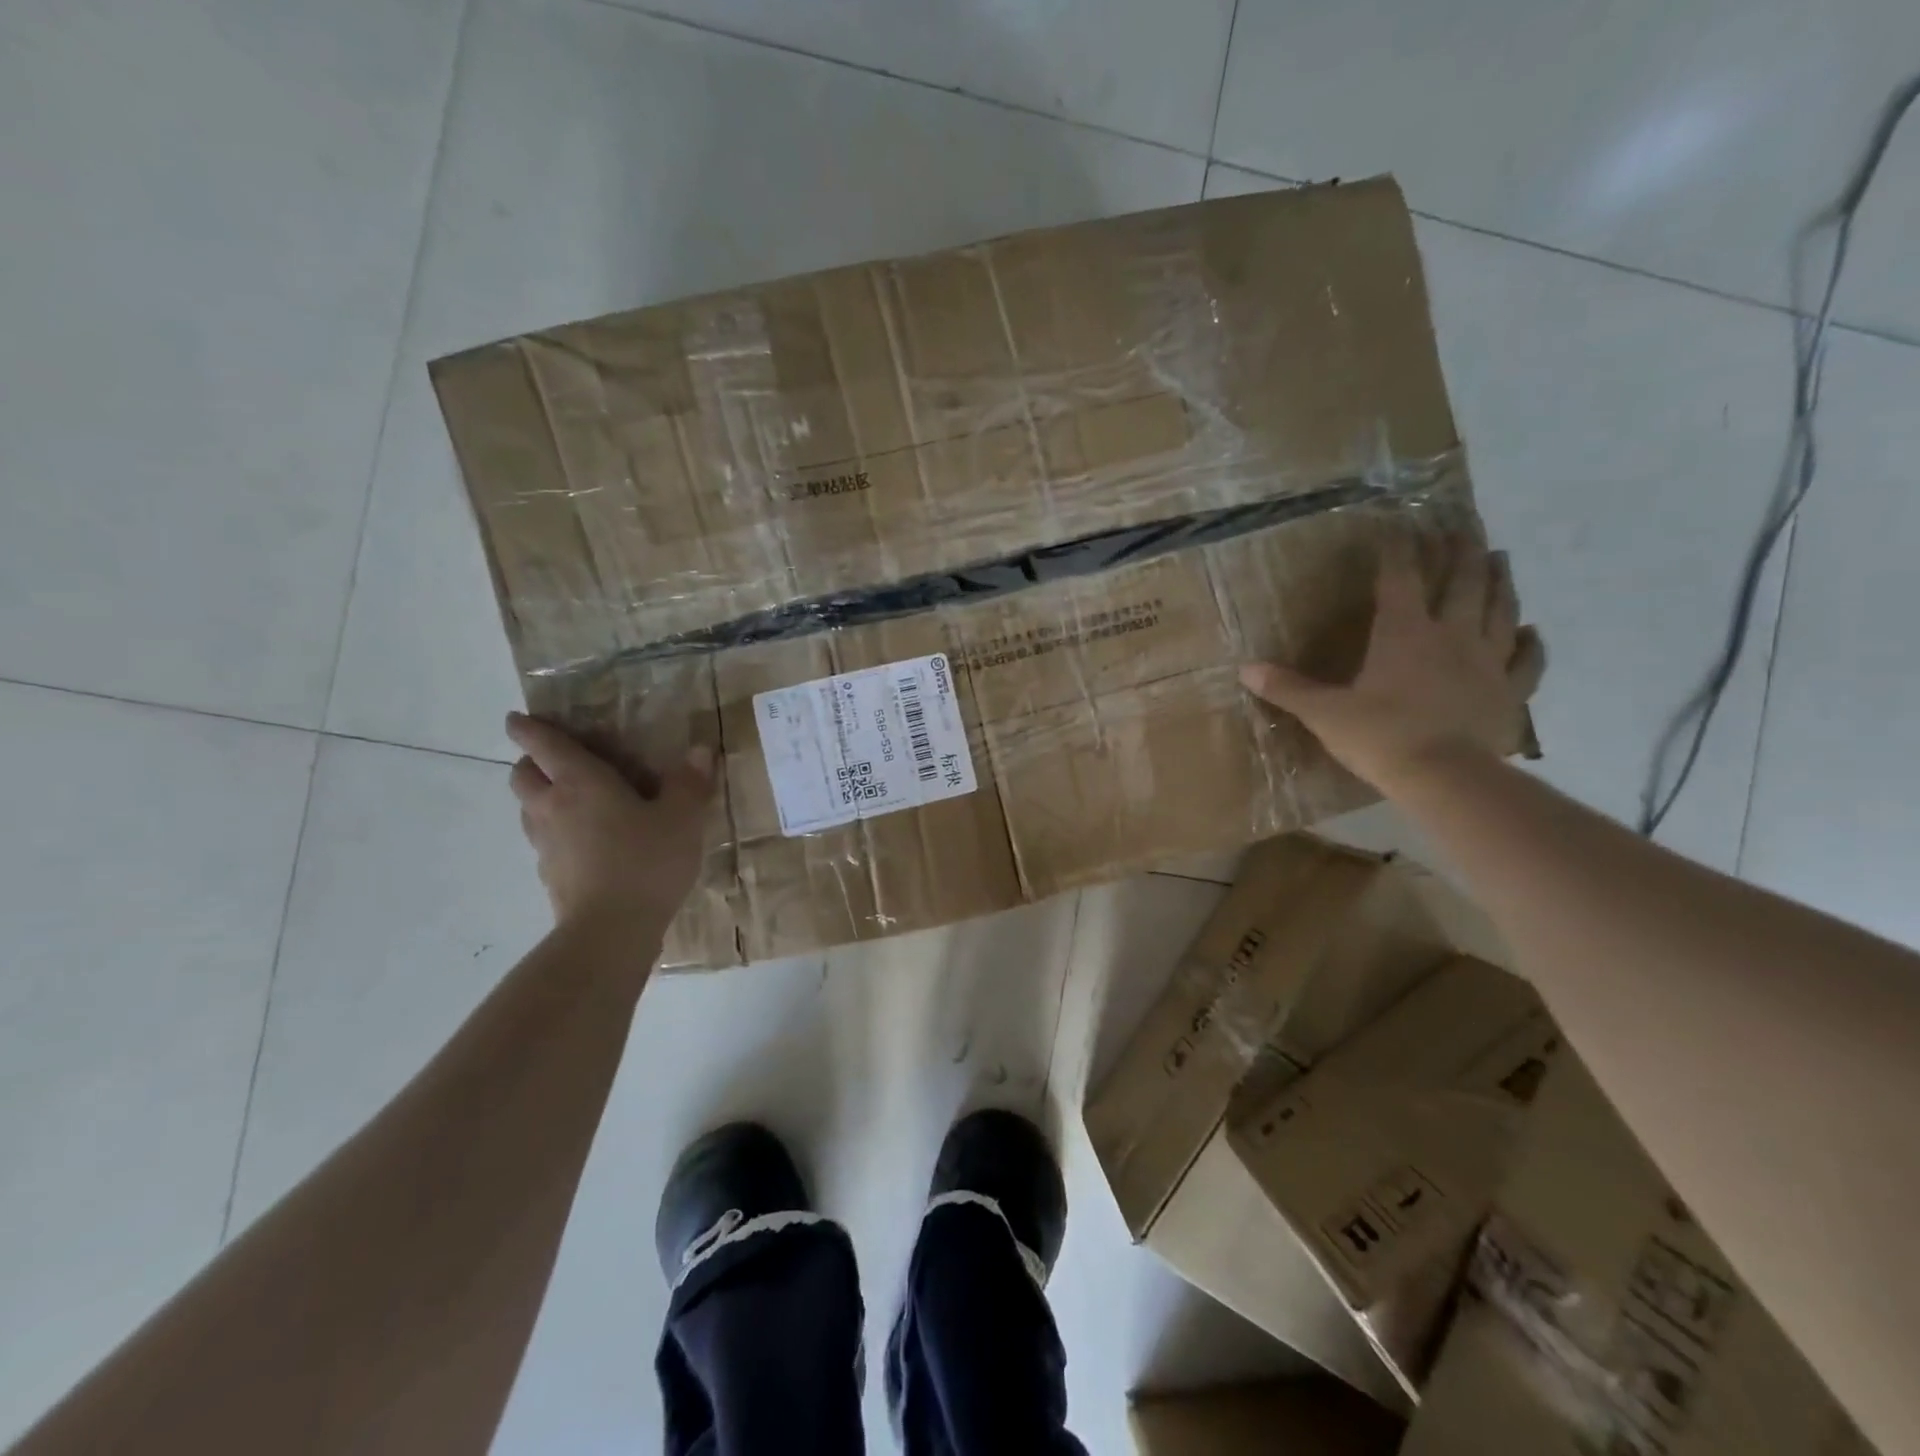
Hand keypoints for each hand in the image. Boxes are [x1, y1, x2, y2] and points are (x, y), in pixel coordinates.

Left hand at [506, 712, 714, 929]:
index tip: (516, 719)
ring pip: (527, 810)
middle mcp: (552, 808)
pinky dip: (555, 832)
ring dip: (540, 797)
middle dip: (530, 762)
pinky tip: (585, 843)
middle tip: (555, 761)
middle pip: (522, 776)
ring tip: (571, 800)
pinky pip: (544, 842)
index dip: (527, 728)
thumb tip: (701, 750)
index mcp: (580, 783)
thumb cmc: (646, 861)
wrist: (612, 931)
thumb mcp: (682, 818)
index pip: (544, 745)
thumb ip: (689, 782)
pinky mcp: (550, 877)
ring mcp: (546, 846)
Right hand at [1240, 534, 1545, 793]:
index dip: (1397, 551)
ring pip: (1500, 610)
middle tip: (1462, 528)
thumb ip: (1288, 689)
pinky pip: (1527, 661)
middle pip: (1462, 582)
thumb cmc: (1380, 738)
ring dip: (1499, 581)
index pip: (1400, 580)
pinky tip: (1532, 631)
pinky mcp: (1509, 692)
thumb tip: (1245, 669)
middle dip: (1460, 552)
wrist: (1444, 777)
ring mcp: (1487, 662)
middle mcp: (1450, 636)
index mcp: (1403, 634)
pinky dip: (1531, 644)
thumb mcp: (1324, 713)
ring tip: (1499, 558)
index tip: (1399, 527)